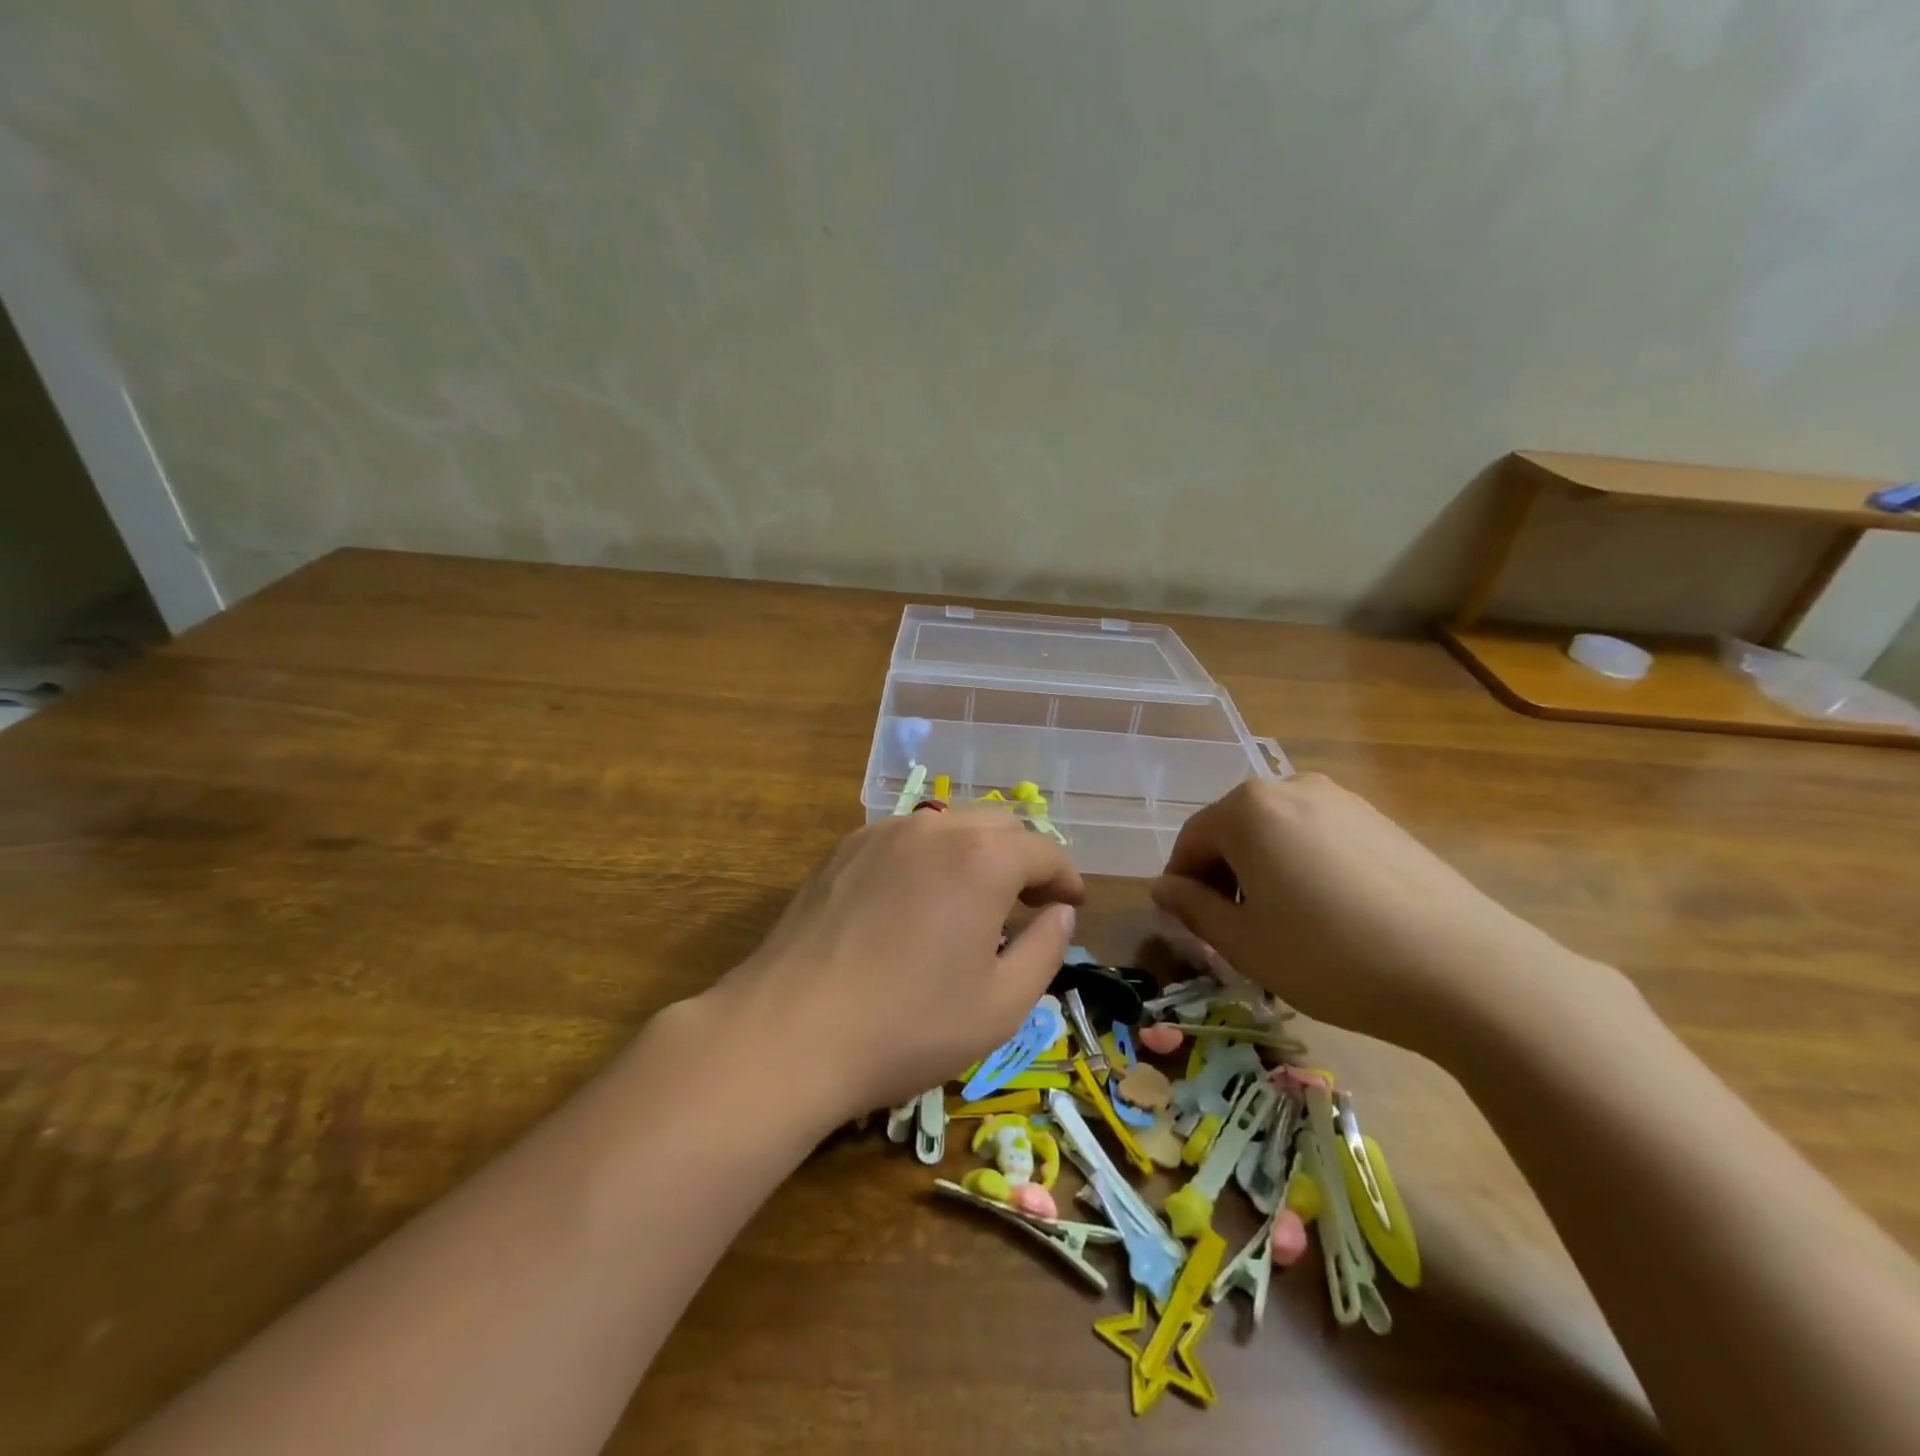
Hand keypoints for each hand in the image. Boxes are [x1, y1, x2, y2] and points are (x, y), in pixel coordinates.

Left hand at [704, 807, 1083, 1124]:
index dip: (1066, 877)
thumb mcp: (1001, 1005)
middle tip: (1029, 905)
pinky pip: (906, 840)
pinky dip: (930, 859)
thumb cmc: (908, 1026)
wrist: (790, 1032)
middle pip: (999, 825)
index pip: (1044, 850)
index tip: (1072, 906)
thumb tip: (1060, 913)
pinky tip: (918, 903)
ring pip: (949, 826)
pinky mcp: (844, 850)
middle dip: (1024, 858)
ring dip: (976, 855)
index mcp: (982, 858)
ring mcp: (882, 833)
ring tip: (974, 903)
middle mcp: (935, 828)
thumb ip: (1045, 949)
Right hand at [1150, 774, 1590, 1058]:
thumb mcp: (1245, 943)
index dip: (1182, 886)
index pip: (1191, 841)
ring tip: (1285, 928)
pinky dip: (1306, 869)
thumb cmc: (1331, 956)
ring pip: (1278, 835)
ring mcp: (1344, 801)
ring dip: (1264, 873)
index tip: (1189, 928)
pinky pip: (1320, 839)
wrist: (1467, 972)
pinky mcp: (1383, 822)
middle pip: (1234, 832)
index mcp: (1248, 808)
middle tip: (1235, 933)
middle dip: (1224, 878)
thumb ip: (1193, 908)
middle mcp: (1292, 787)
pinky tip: (1331, 917)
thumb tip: (1164, 888)